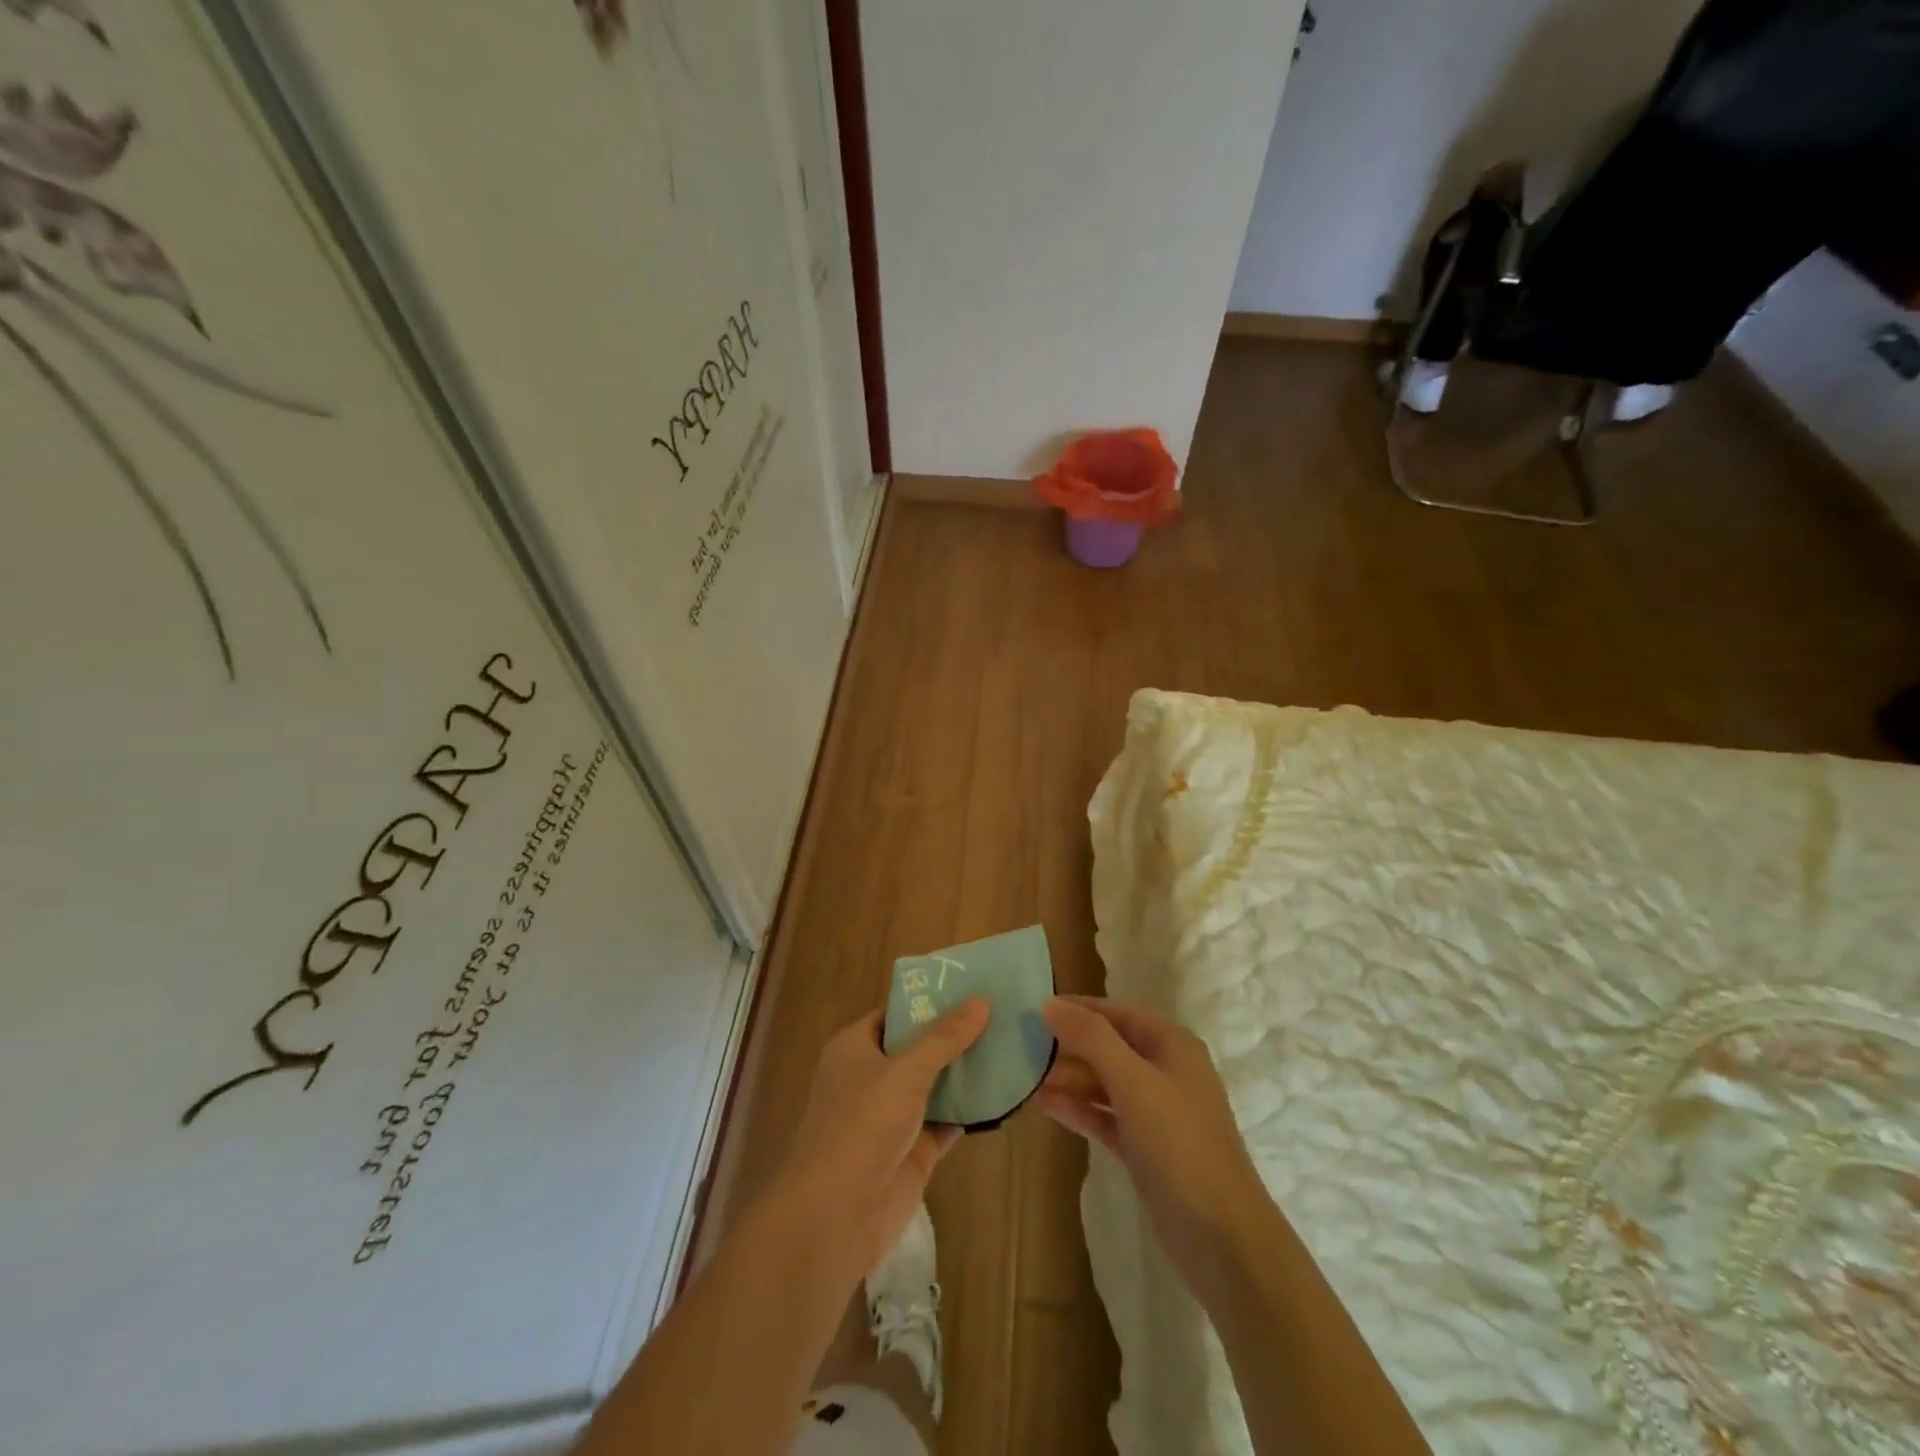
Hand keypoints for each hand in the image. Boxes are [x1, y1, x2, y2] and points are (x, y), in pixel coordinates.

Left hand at [767, 999, 990, 1280]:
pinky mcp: (913, 1150)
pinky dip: (970, 1109)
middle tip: (1002, 1012)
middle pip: (919, 1047)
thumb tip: (981, 1000)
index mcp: (856, 1047)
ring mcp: (893, 1115)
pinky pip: (946, 1120)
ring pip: (935, 1084)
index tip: (971, 986)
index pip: (896, 1012)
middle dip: (955, 1035)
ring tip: (1011, 1044)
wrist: (836, 1215)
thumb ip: (944, 1037)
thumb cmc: (861, 1125)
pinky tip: (1004, 1093)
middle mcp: (872, 1076)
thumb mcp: (904, 1071)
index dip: (930, 1000)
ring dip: (966, 1071)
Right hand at [1038, 996, 1271, 1304]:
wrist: (1222, 1238)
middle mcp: (1166, 1071)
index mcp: (1172, 1044)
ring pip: (1106, 1083)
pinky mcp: (1147, 1149)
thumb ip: (1091, 1039)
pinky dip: (1080, 1109)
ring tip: (1026, 1077)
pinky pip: (1107, 1117)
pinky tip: (1047, 1105)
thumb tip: (1050, 1004)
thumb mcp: (1133, 1082)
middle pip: (1109, 1047)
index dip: (1077, 1009)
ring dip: (1070, 1079)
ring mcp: (1158, 1113)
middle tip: (1022, 1047)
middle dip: (1069, 1047)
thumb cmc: (1179, 1144)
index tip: (1034, 1008)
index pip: (1116, 1013)